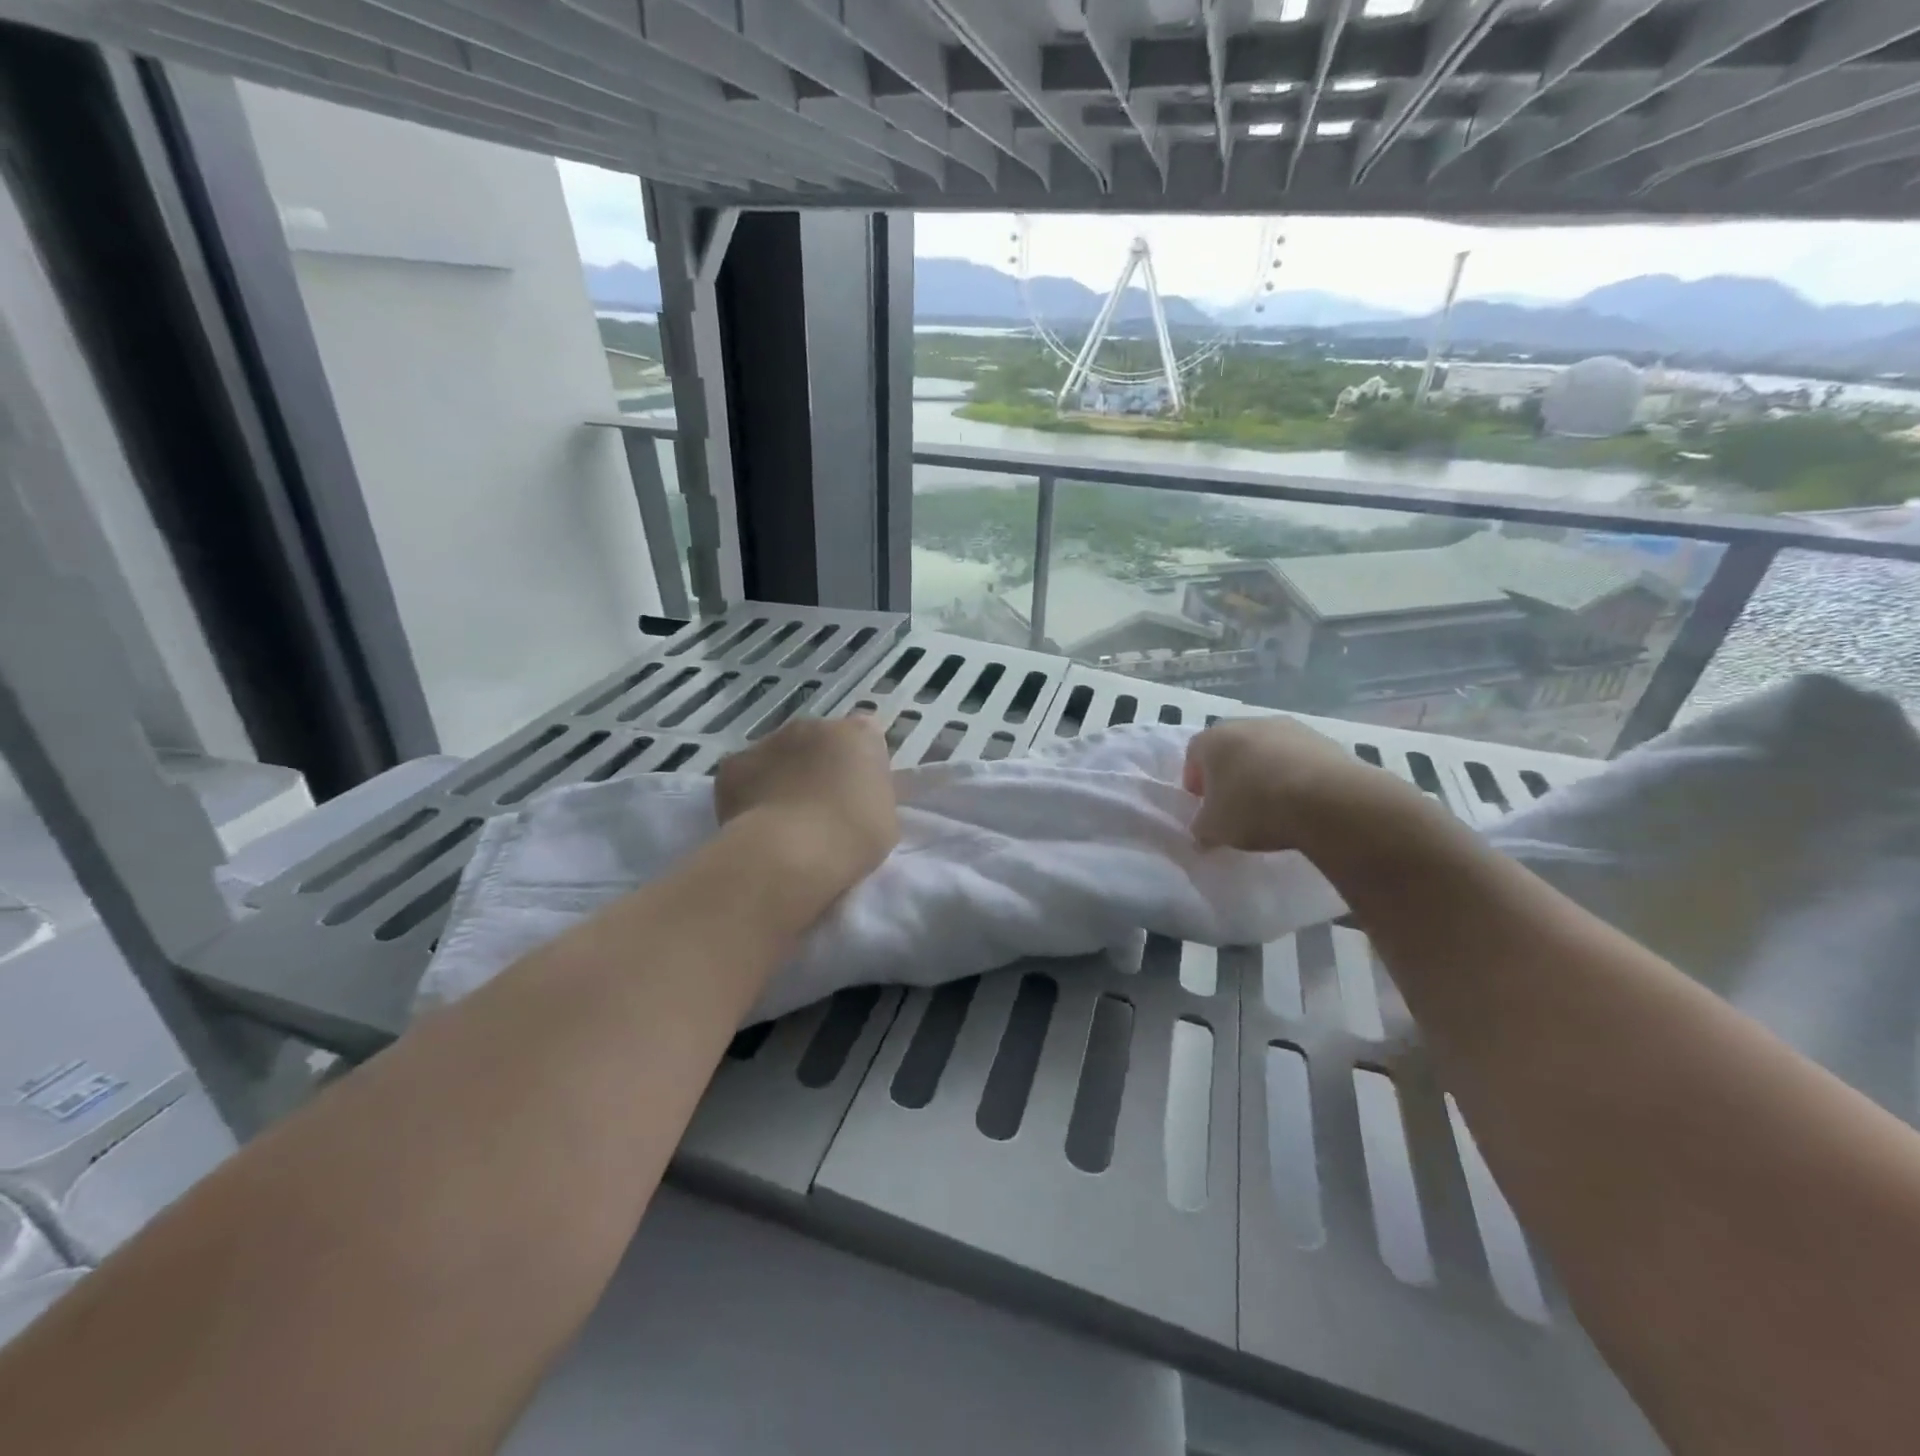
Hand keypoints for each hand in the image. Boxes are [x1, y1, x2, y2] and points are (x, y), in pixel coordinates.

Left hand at [715, 716, 898, 891]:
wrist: (792, 854)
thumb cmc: (852, 838)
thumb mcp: (886, 817)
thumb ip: (871, 794)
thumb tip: (856, 796)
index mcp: (859, 735)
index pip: (865, 739)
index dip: (861, 767)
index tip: (858, 796)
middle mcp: (814, 726)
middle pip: (819, 741)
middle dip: (820, 767)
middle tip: (822, 809)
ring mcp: (769, 741)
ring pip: (780, 756)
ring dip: (783, 777)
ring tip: (786, 821)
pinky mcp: (734, 765)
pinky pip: (746, 776)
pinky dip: (750, 794)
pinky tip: (757, 824)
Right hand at [1183, 716, 1433, 856]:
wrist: (1327, 800)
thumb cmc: (1254, 807)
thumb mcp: (1215, 829)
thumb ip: (1201, 829)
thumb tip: (1202, 833)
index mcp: (1214, 739)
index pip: (1193, 753)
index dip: (1194, 779)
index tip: (1203, 803)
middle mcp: (1249, 724)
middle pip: (1231, 748)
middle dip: (1230, 773)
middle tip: (1235, 803)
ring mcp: (1290, 728)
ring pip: (1267, 750)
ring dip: (1265, 771)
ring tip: (1273, 804)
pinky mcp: (1324, 740)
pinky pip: (1299, 759)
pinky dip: (1296, 775)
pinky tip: (1302, 801)